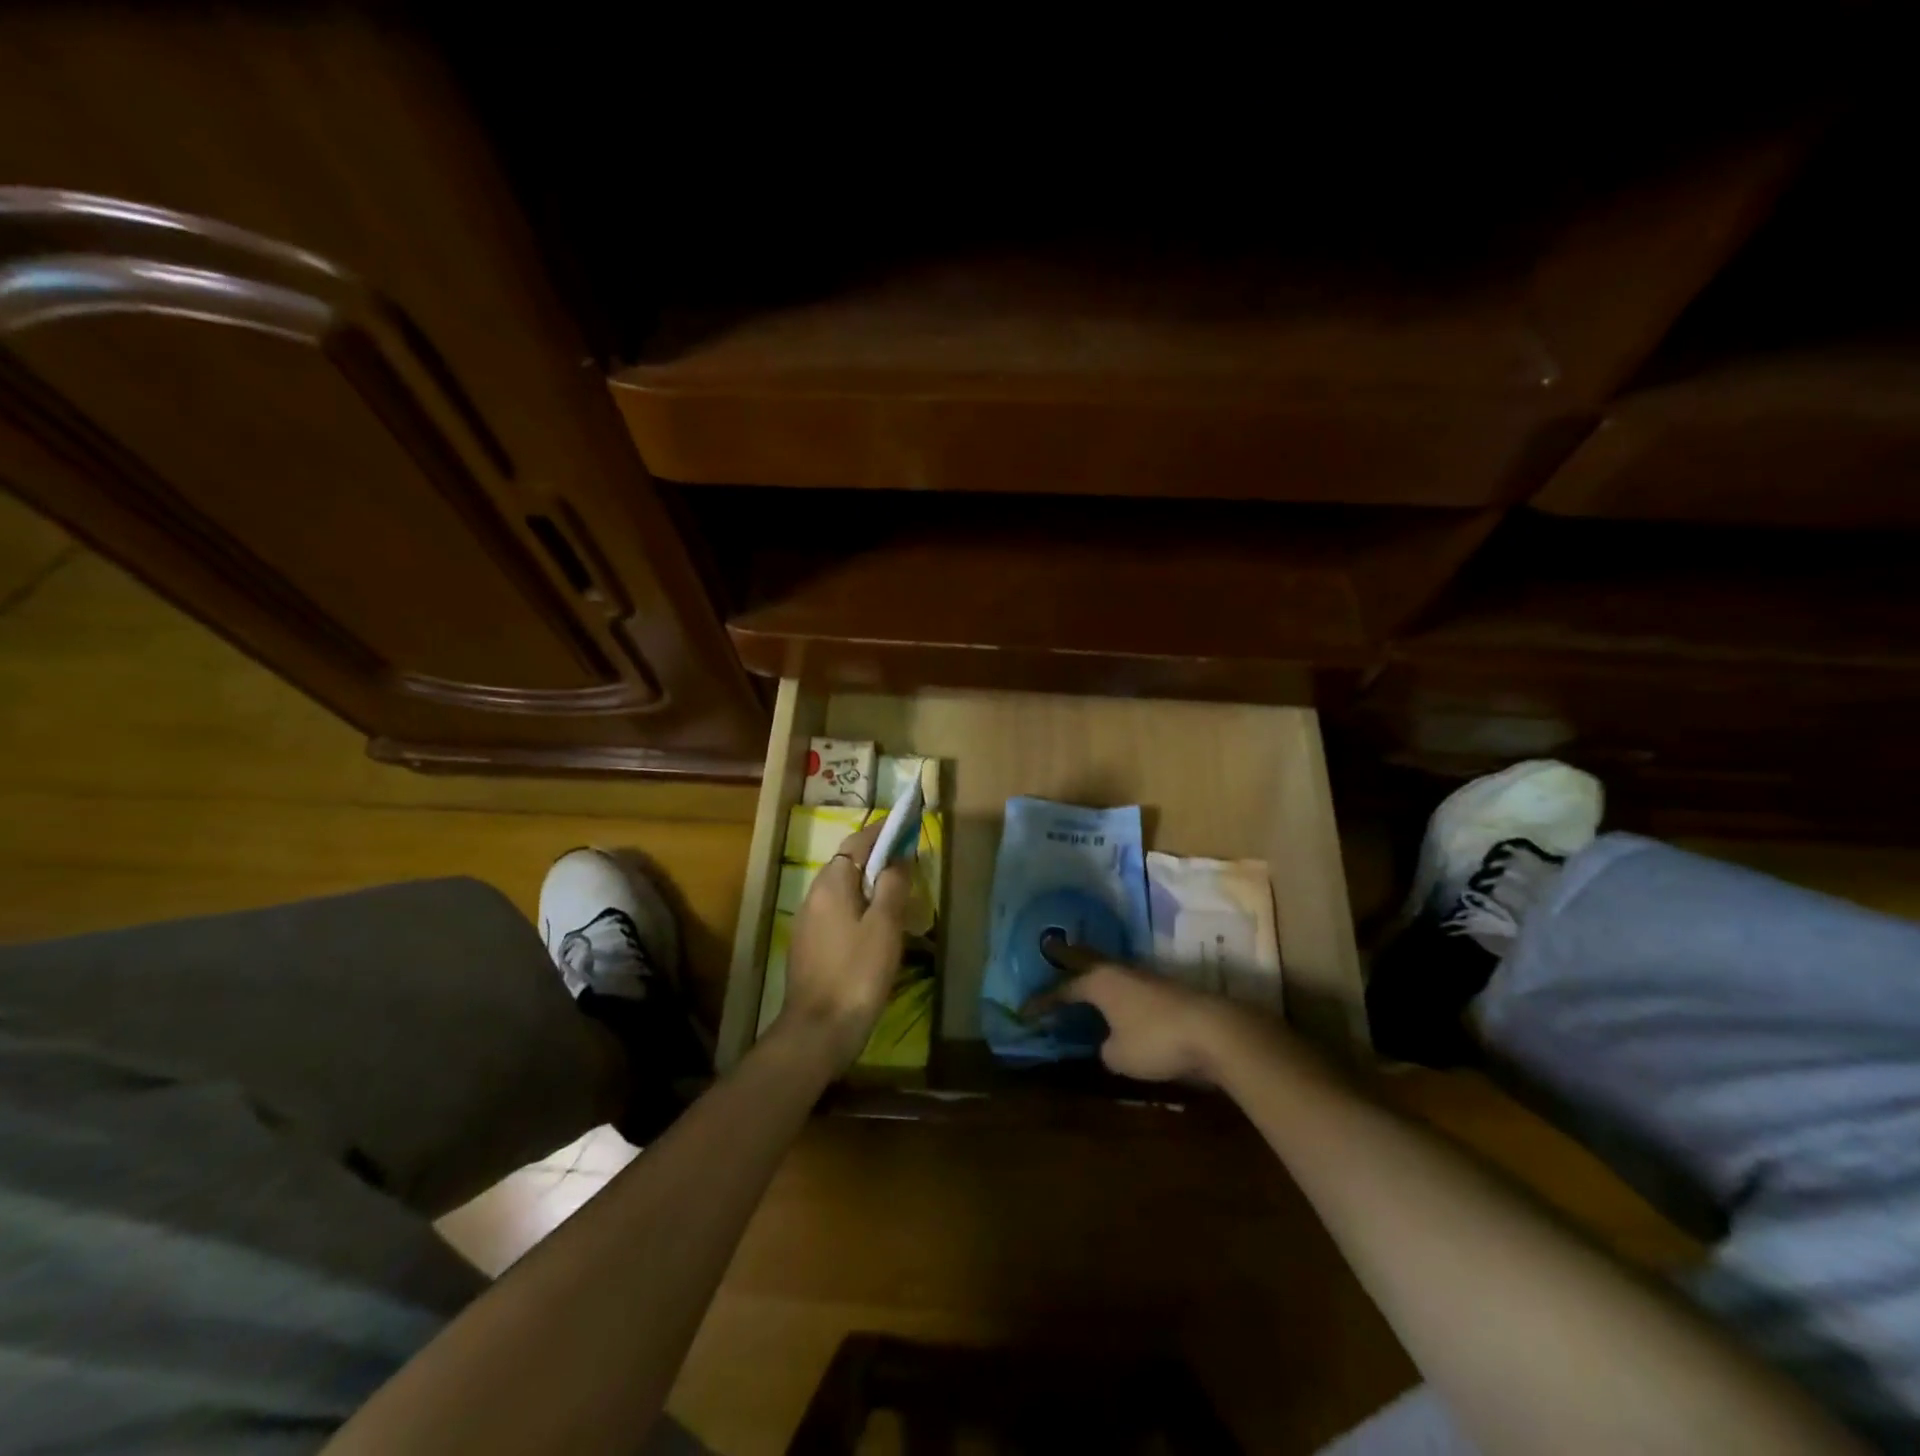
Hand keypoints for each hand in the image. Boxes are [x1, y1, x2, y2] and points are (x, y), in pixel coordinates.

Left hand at [780, 821, 911, 1068]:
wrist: (819, 1029)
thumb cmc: (858, 972)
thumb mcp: (885, 925)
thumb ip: (893, 885)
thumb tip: (899, 857)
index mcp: (831, 883)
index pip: (858, 842)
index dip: (883, 831)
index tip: (906, 824)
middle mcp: (814, 895)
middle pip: (848, 863)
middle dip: (876, 855)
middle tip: (908, 858)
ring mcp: (808, 921)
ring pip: (843, 888)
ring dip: (868, 882)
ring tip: (897, 889)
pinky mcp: (810, 945)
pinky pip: (838, 911)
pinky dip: (859, 905)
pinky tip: (876, 924)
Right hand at [1040, 962, 1246, 1083]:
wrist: (1214, 1032)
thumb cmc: (1155, 1040)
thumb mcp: (1118, 1055)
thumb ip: (1105, 1047)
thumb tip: (1110, 1043)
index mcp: (1099, 982)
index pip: (1062, 989)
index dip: (1043, 1001)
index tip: (1025, 1011)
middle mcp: (1119, 971)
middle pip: (1086, 960)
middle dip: (1067, 957)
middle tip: (1051, 949)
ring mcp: (1145, 977)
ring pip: (1111, 971)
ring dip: (1095, 975)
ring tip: (1083, 978)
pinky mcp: (1166, 990)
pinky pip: (1129, 986)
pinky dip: (1117, 991)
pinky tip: (1118, 1001)